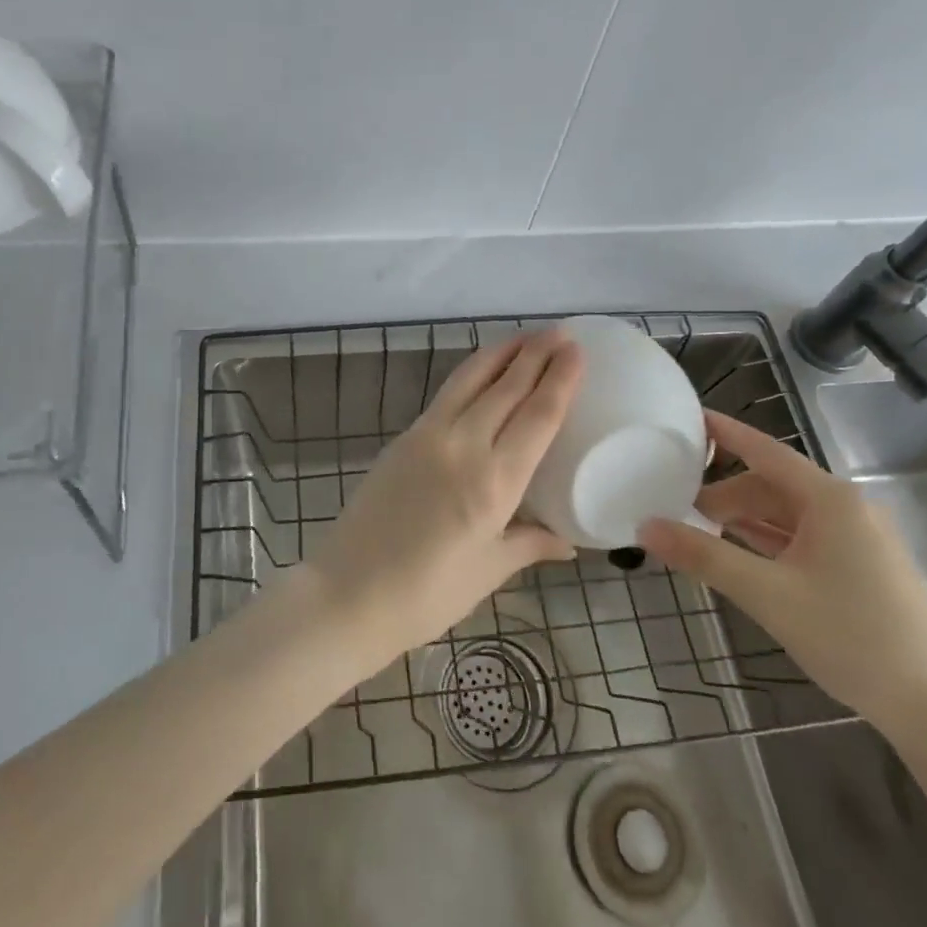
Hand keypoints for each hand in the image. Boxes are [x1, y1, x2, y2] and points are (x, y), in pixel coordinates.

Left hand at [306, 328, 582, 669]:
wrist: (348, 592)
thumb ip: (529, 544)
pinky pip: (446, 394)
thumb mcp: (488, 571)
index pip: (537, 417)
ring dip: (501, 353)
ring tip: (525, 336)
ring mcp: (428, 437)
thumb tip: (567, 541)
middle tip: (560, 331)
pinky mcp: (403, 438)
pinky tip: (481, 372)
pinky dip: (470, 374)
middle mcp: (463, 447)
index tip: (577, 351)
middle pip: (506, 388)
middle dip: (536, 355)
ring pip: (470, 380)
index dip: (560, 380)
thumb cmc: (426, 594)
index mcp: (494, 482)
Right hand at [639, 411, 926, 738]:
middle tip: (677, 508)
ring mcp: (860, 538)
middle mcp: (848, 508)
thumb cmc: (851, 638)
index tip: (688, 416)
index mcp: (830, 500)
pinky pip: (805, 537)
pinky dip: (768, 540)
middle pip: (772, 485)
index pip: (764, 450)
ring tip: (699, 530)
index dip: (724, 432)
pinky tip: (741, 554)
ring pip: (788, 514)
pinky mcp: (864, 566)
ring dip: (744, 519)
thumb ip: (704, 555)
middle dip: (724, 494)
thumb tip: (645, 526)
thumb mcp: (767, 594)